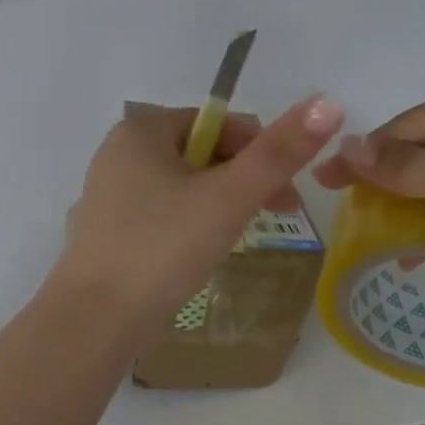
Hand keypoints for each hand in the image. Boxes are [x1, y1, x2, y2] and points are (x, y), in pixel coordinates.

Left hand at [57, 95, 344, 326]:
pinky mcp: (107, 232)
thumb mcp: (229, 197)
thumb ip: (279, 152)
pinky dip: (189, 225)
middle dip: (242, 180)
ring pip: (182, 187)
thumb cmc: (163, 246)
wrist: (95, 320)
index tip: (288, 193)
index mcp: (141, 130)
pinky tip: (201, 254)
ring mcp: (108, 195)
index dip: (260, 152)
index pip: (218, 124)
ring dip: (219, 204)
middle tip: (274, 216)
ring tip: (239, 238)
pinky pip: (162, 214)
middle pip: (201, 154)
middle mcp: (118, 153)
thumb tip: (328, 103)